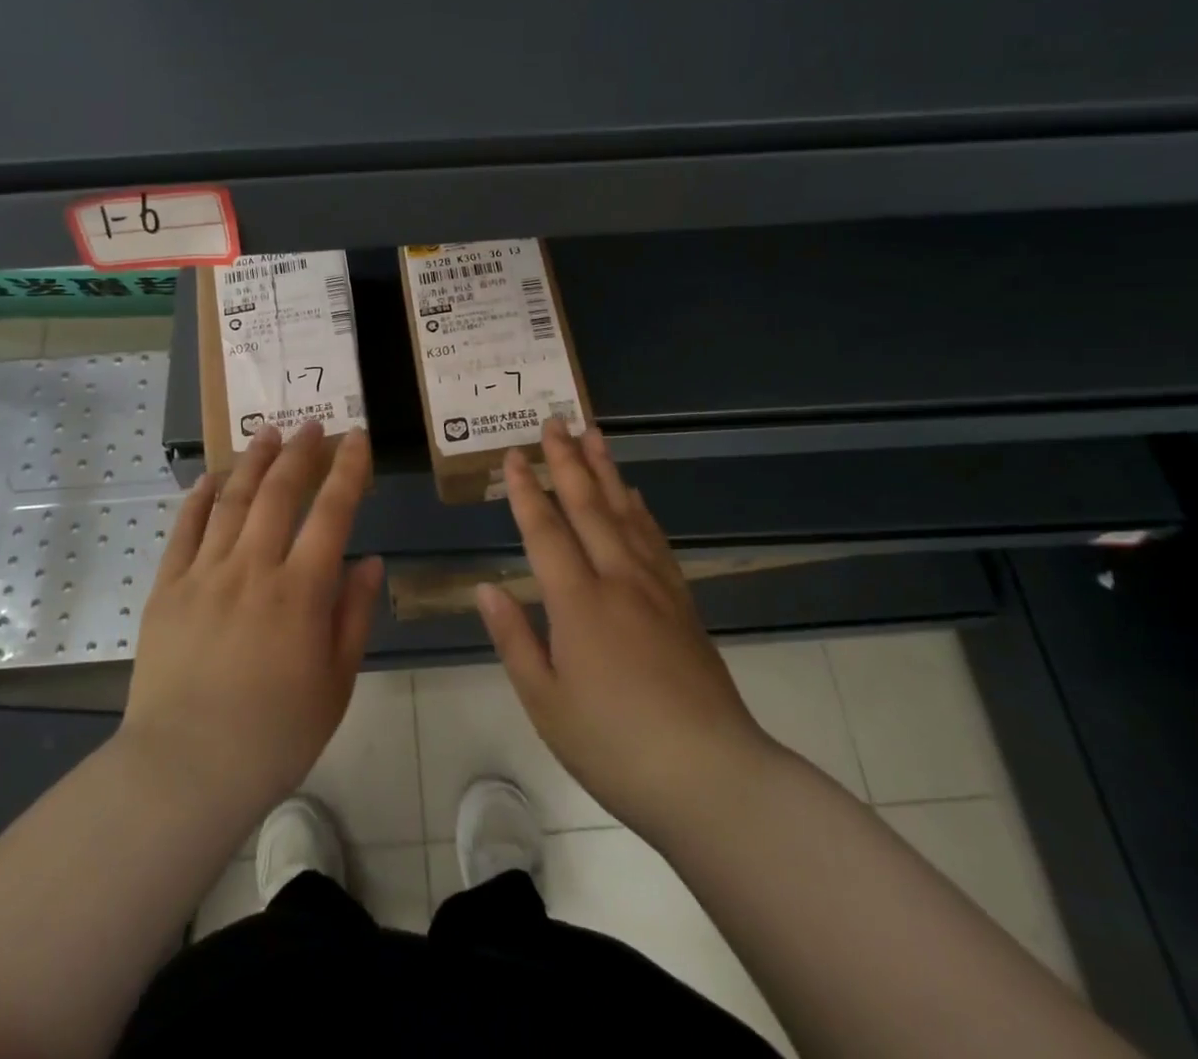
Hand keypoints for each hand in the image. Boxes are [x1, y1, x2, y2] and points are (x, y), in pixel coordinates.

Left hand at [121, 422, 382, 827]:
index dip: (348, 470)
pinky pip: (184, 531)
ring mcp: (205, 574)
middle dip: (300, 453)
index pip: (332, 513)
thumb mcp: (335, 684)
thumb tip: (370, 562)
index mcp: (300, 592)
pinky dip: (199, 499)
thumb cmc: (274, 735)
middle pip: (279, 493)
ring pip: (232, 501)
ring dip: (253, 463)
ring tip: (267, 433)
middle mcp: (253, 569)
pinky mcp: (167, 589)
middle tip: (312, 425)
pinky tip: (210, 478)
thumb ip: (353, 616)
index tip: (357, 438)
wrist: (184, 770)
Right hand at [478, 422, 773, 841]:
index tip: (514, 454)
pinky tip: (635, 497)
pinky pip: (657, 542)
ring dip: (606, 471)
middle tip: (555, 420)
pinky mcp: (683, 604)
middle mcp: (617, 581)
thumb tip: (486, 588)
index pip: (545, 531)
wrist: (711, 777)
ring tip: (595, 435)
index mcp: (578, 603)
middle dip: (568, 461)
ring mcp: (656, 589)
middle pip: (588, 507)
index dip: (527, 491)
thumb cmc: (614, 746)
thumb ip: (514, 639)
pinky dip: (641, 511)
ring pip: (626, 514)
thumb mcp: (546, 702)